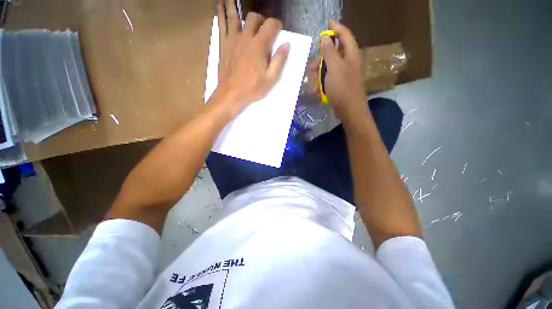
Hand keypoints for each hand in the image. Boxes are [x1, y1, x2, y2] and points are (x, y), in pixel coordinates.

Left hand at [215, 0, 289, 115]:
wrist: (231, 94)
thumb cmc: (252, 89)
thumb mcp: (270, 79)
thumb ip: (279, 61)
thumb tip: (287, 44)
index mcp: (259, 46)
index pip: (271, 25)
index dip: (277, 25)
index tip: (279, 30)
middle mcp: (245, 37)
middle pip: (254, 18)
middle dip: (261, 19)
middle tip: (263, 28)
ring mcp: (232, 39)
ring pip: (235, 15)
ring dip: (237, 6)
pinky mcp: (223, 43)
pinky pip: (221, 23)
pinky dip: (222, 12)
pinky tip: (221, 4)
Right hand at [319, 20, 366, 123]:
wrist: (349, 110)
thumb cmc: (343, 88)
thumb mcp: (334, 68)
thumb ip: (329, 52)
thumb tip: (325, 37)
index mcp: (350, 55)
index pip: (345, 35)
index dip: (336, 28)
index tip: (327, 24)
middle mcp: (348, 63)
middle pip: (333, 54)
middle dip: (321, 60)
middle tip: (312, 66)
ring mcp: (343, 75)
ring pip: (328, 69)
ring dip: (319, 76)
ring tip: (314, 85)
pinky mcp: (339, 85)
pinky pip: (328, 80)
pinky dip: (322, 84)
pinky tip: (318, 91)